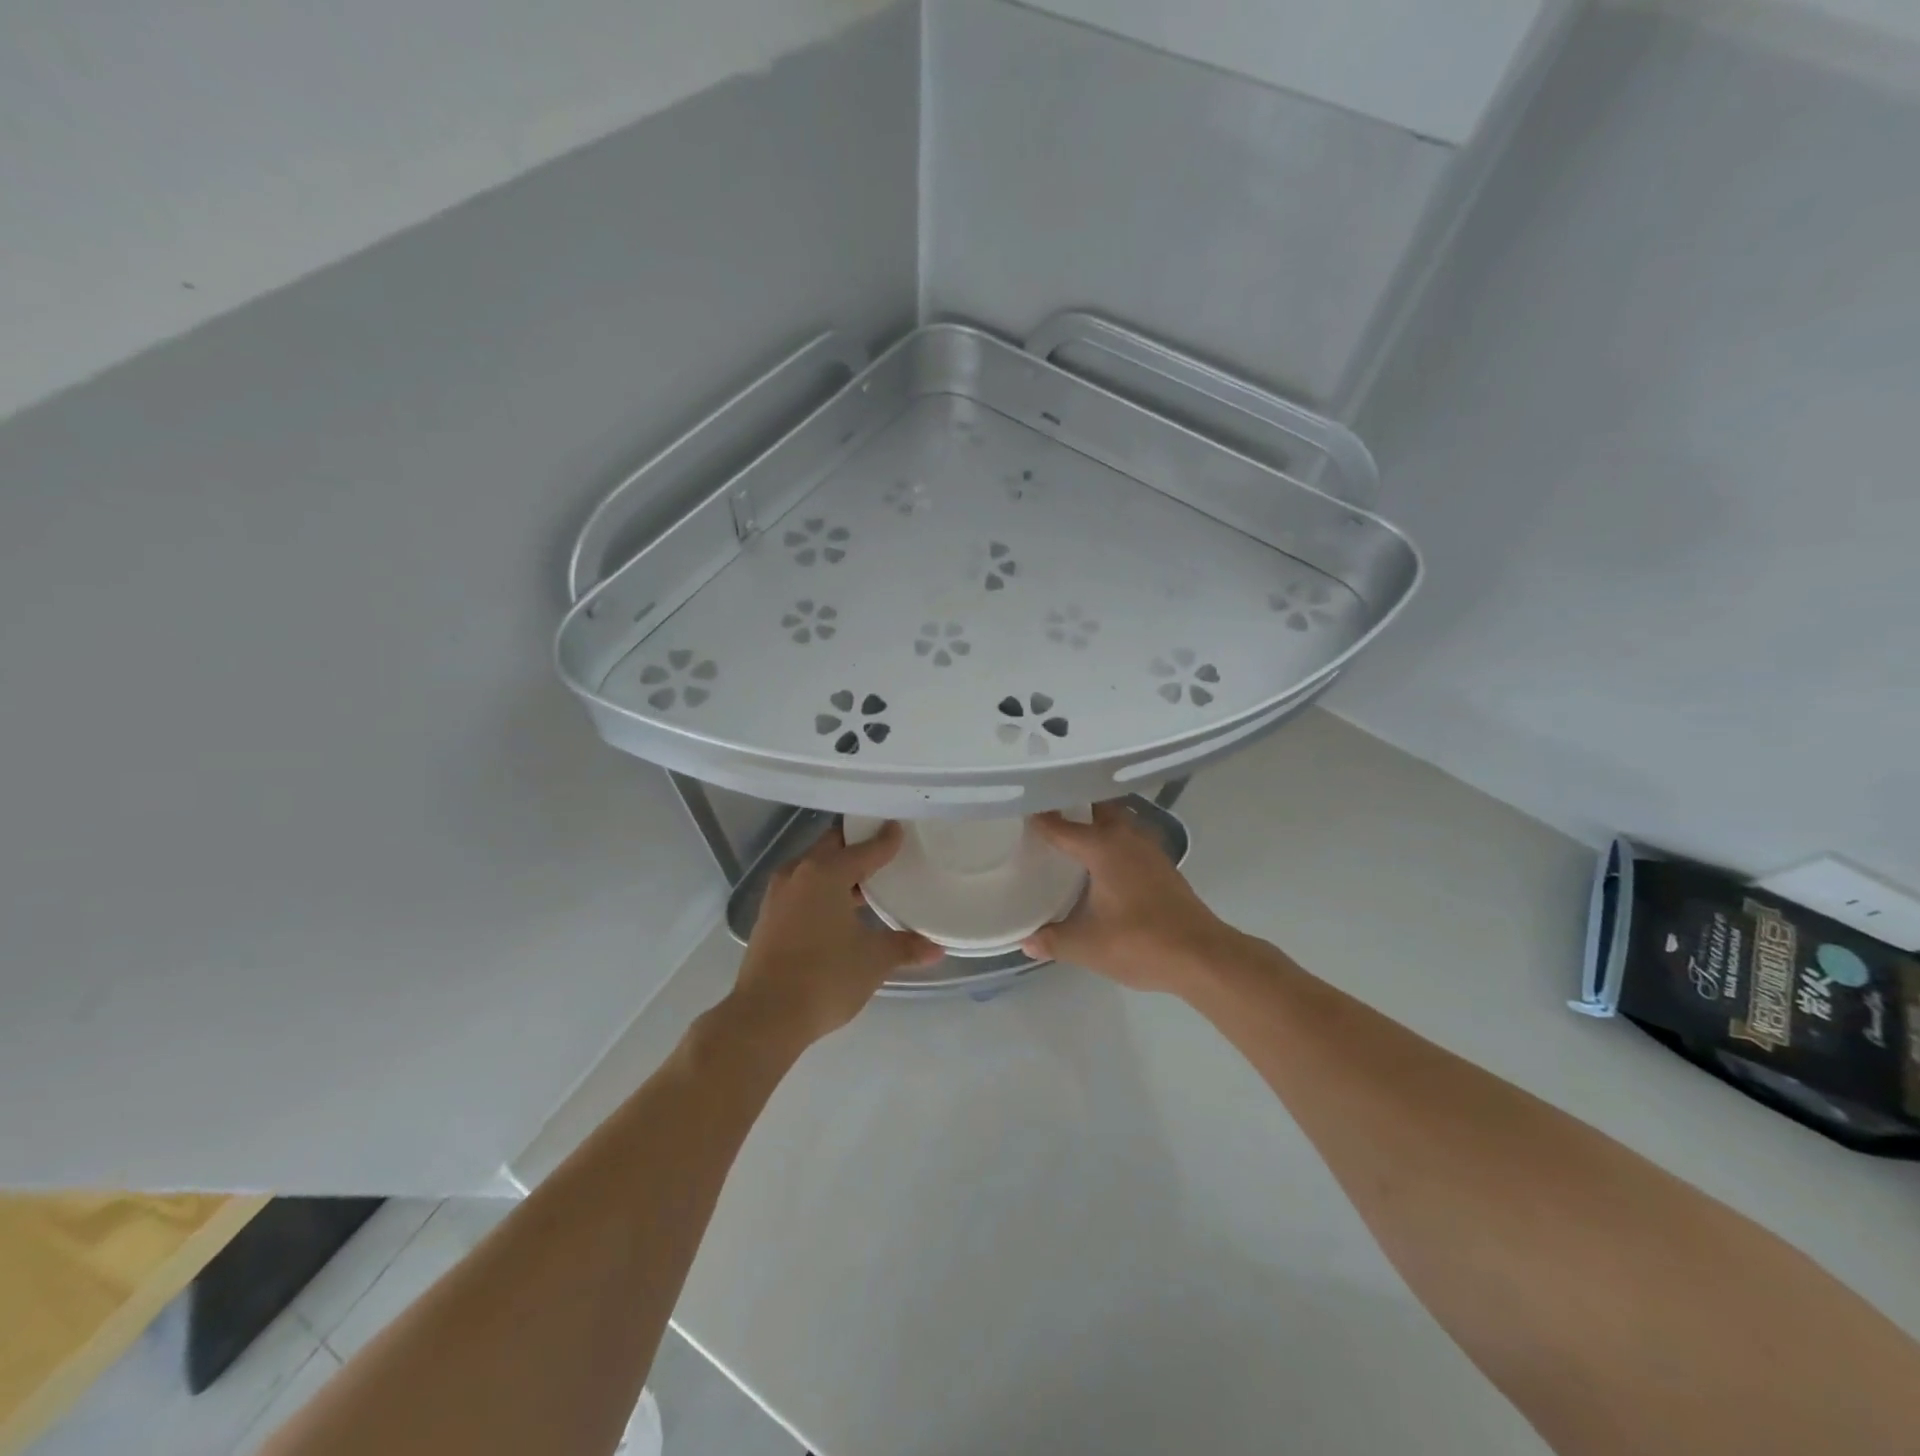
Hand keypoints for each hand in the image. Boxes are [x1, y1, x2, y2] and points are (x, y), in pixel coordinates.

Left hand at [732, 822, 942, 1044]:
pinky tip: (839, 910)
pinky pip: (801, 890)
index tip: (900, 829)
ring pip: (813, 869)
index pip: (863, 848)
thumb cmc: (825, 977)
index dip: (885, 840)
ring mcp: (777, 896)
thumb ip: (905, 947)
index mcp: (824, 872)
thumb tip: (936, 949)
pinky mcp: (768, 918)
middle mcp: (797, 874)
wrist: (765, 1017)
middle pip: (832, 848)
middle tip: (884, 851)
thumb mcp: (873, 961)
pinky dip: (821, 890)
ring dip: (837, 871)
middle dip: (857, 847)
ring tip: (866, 883)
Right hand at [1022, 802, 1237, 994]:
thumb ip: (1053, 940)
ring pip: (1118, 820)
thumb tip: (1025, 941)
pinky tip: (1101, 861)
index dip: (1038, 817)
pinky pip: (1130, 838)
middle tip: (1047, 812)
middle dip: (1074, 805)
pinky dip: (1113, 839)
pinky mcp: (1162, 866)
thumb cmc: (1140, 943)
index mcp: (1102, 847)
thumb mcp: (1087, 946)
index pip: (1061, 825)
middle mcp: (1126, 837)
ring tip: (1071, 831)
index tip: (1018, 809)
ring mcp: (1148, 849)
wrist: (1202, 956)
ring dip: (1097, 820)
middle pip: (1097, 807)